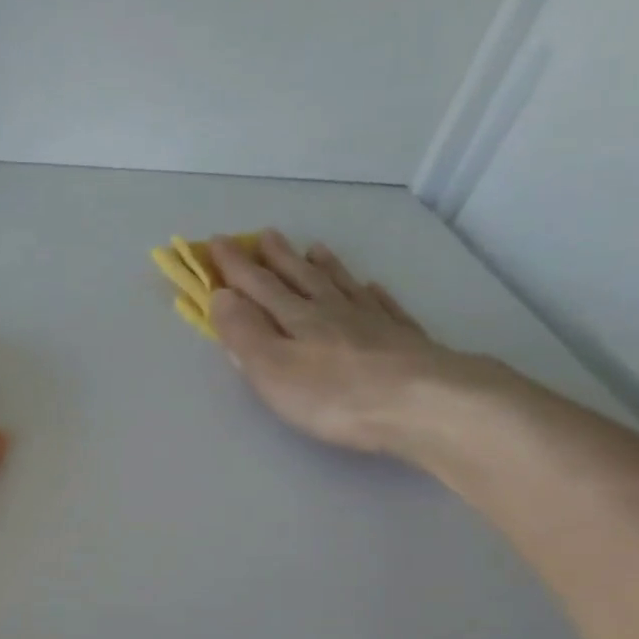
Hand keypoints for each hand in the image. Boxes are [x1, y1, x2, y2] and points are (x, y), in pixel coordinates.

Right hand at [208, 228, 484, 457]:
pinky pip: (383, 306)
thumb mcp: (272, 369)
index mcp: (296, 318)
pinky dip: (371, 294)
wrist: (421, 403)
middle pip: (300, 278)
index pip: (258, 286)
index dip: (235, 265)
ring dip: (324, 267)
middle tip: (265, 235)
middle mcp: (331, 311)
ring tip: (315, 248)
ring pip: (341, 286)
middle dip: (278, 258)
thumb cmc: (333, 394)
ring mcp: (371, 322)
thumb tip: (221, 295)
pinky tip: (372, 287)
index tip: (218, 241)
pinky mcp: (403, 340)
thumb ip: (244, 332)